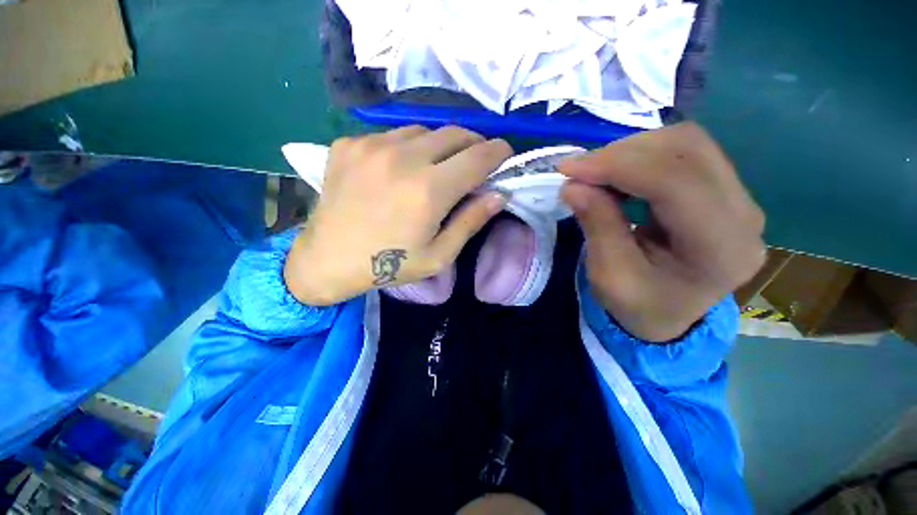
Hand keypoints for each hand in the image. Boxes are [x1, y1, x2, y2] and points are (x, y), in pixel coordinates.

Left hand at [285, 126, 511, 305]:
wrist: (328, 259)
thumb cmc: (388, 265)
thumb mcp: (439, 255)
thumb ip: (471, 221)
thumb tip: (499, 194)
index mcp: (428, 190)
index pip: (478, 157)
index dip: (498, 152)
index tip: (505, 155)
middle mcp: (402, 158)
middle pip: (454, 133)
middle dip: (473, 144)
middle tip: (474, 162)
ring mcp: (371, 145)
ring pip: (423, 130)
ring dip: (439, 146)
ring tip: (435, 167)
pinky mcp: (349, 143)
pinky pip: (392, 135)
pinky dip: (406, 148)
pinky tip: (398, 169)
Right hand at [560, 123, 765, 341]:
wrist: (669, 316)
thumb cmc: (639, 305)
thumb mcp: (610, 276)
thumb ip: (597, 226)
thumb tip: (573, 185)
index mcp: (721, 250)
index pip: (676, 183)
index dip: (618, 167)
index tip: (569, 169)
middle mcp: (744, 215)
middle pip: (687, 151)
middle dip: (621, 153)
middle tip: (578, 171)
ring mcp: (739, 198)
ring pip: (685, 143)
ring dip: (630, 151)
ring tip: (595, 174)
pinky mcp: (723, 190)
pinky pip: (683, 153)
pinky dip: (640, 156)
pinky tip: (616, 175)